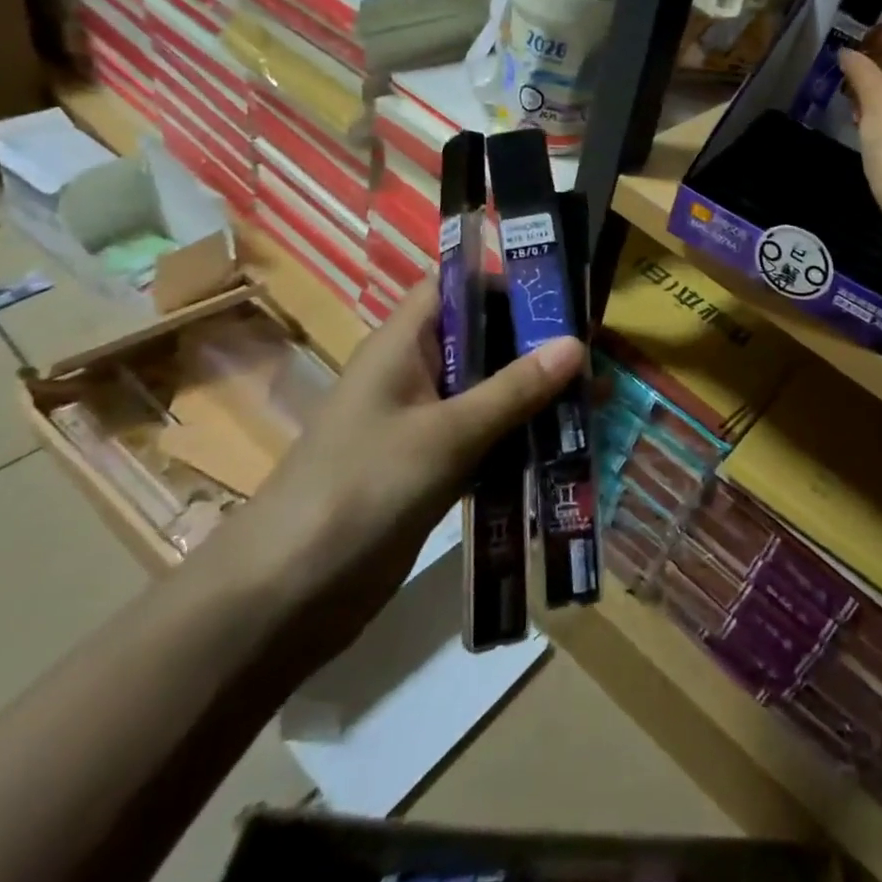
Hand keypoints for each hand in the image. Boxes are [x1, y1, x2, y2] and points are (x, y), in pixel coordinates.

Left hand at [228, 281, 580, 654]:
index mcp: (403, 345)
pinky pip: (484, 438)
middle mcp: (412, 374)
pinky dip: (519, 439)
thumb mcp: (446, 434)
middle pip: (481, 340)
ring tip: (596, 398)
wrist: (284, 598)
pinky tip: (565, 447)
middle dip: (535, 345)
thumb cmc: (362, 490)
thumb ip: (513, 390)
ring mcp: (421, 424)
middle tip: (596, 354)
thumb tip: (576, 344)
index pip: (454, 287)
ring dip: (534, 396)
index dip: (504, 283)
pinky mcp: (429, 468)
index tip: (561, 298)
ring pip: (488, 393)